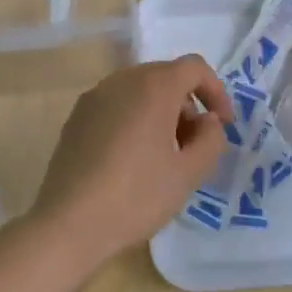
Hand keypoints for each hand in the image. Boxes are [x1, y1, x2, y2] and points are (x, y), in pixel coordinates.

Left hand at [26, 56, 234, 265]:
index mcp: (152, 87)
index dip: (216, 91)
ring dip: (161, 113)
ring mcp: (93, 98)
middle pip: (165, 77)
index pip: (194, 68)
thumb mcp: (188, 174)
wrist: (69, 224)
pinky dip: (134, 120)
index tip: (222, 125)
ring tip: (165, 156)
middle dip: (188, 105)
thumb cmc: (136, 196)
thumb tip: (208, 122)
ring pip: (138, 91)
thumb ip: (211, 140)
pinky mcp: (76, 118)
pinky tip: (133, 160)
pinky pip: (116, 106)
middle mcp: (121, 81)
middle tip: (195, 145)